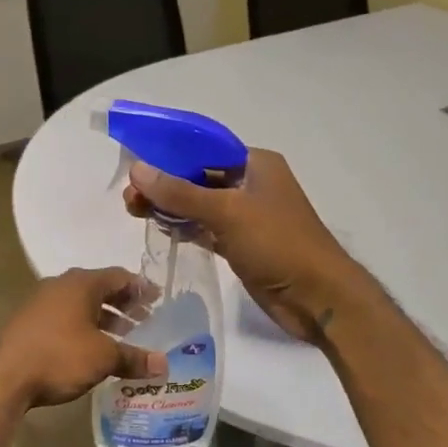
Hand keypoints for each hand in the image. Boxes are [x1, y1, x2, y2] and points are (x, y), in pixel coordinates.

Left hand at [0, 268, 167, 407]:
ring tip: (123, 340)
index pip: (119, 276)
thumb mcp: (103, 357)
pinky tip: (92, 351)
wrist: (2, 376)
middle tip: (145, 321)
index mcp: (81, 283)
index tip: (158, 301)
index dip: (141, 288)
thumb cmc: (59, 356)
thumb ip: (134, 357)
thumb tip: (163, 364)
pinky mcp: (28, 323)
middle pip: (100, 290)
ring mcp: (40, 303)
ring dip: (103, 320)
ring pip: (81, 306)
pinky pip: (65, 319)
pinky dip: (83, 329)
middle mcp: (60, 285)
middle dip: (124, 306)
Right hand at [125, 149, 360, 343]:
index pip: (204, 148)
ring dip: (170, 206)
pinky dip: (184, 226)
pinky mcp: (241, 244)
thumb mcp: (227, 213)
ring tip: (133, 210)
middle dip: (164, 182)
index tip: (135, 161)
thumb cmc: (278, 244)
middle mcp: (251, 185)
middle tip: (129, 196)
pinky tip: (159, 227)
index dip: (169, 152)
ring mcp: (247, 216)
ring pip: (199, 204)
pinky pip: (205, 228)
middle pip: (199, 176)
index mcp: (256, 164)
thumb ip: (180, 193)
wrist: (318, 298)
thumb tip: (137, 169)